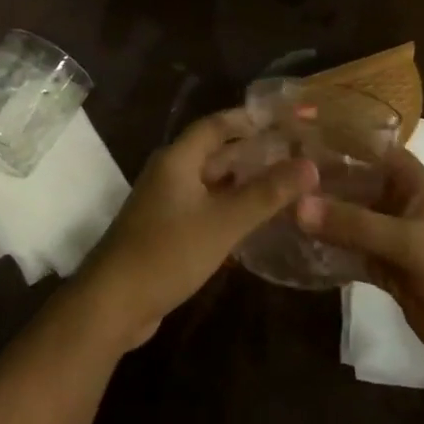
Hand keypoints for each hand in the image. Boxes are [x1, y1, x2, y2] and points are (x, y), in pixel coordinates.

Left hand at [77, 108, 315, 349]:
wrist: (113, 304)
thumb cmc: (167, 253)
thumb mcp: (223, 222)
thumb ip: (267, 193)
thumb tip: (310, 164)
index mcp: (177, 160)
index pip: (217, 125)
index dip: (250, 119)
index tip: (286, 119)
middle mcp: (170, 174)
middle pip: (216, 153)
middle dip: (254, 153)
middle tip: (297, 154)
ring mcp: (166, 204)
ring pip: (212, 184)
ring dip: (245, 184)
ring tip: (288, 186)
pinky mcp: (167, 232)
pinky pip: (205, 210)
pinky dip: (231, 210)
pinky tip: (258, 222)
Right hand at [296, 145, 423, 384]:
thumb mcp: (409, 243)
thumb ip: (354, 224)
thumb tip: (296, 205)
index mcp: (414, 184)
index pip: (373, 148)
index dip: (340, 137)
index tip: (294, 130)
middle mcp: (399, 204)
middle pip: (354, 183)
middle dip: (319, 179)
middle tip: (270, 172)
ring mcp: (391, 238)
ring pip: (348, 219)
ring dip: (319, 215)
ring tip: (272, 205)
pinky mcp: (384, 270)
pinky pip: (349, 252)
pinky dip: (326, 249)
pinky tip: (293, 244)